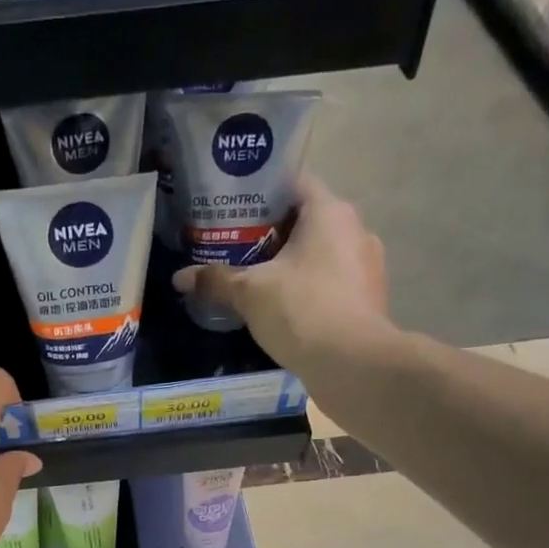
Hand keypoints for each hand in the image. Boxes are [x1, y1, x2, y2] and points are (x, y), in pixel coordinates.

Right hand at [172, 174, 395, 372]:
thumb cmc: (301, 311)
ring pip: (322, 252)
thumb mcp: (249, 293)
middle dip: (273, 234)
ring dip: (293, 263)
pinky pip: (334, 280)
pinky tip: (287, 308)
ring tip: (259, 281)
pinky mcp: (370, 296)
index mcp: (329, 211)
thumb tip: (179, 278)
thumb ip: (215, 280)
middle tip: (238, 249)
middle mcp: (355, 228)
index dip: (262, 194)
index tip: (235, 213)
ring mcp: (368, 264)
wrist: (352, 363)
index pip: (294, 184)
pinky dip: (311, 287)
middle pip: (307, 220)